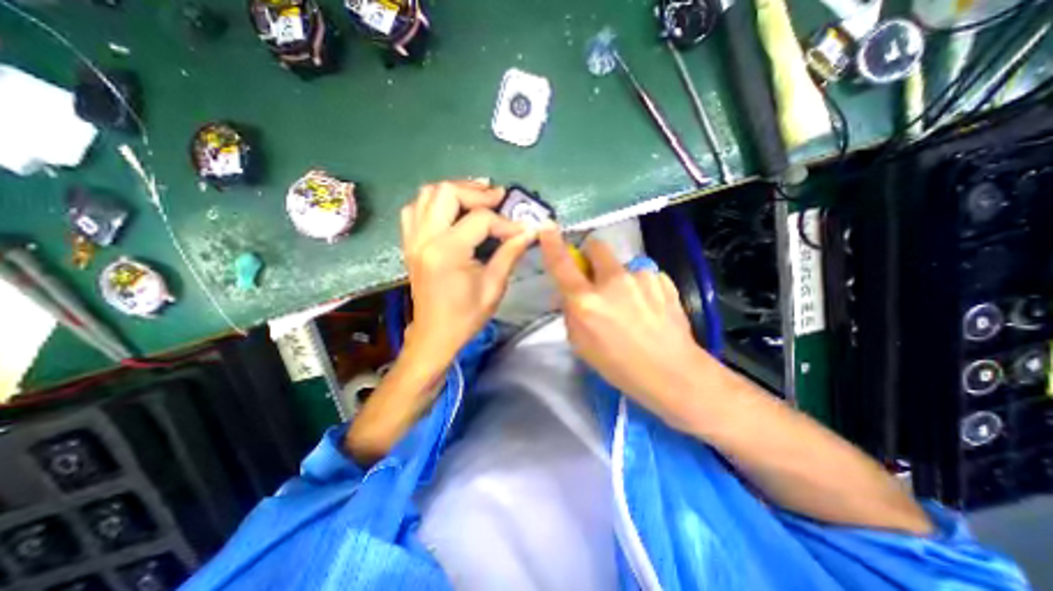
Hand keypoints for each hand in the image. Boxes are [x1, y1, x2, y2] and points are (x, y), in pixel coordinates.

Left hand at [402, 180, 537, 366]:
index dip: (505, 222)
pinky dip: (434, 203)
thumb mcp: (494, 286)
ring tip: (478, 197)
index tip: (522, 230)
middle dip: (476, 192)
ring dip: (455, 191)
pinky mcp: (409, 243)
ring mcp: (413, 239)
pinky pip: (415, 209)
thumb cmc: (466, 316)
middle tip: (498, 198)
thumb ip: (510, 253)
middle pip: (446, 193)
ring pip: (427, 195)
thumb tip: (530, 231)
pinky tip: (451, 211)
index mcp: (446, 252)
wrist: (435, 334)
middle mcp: (424, 239)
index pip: (480, 220)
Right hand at [539, 227, 718, 423]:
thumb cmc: (619, 366)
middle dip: (592, 255)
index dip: (552, 244)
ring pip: (622, 265)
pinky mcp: (662, 279)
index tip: (547, 228)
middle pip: (596, 246)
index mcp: (586, 302)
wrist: (672, 373)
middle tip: (597, 276)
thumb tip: (569, 292)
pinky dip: (640, 286)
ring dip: (620, 278)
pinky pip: (642, 275)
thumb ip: (571, 312)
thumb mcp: (581, 344)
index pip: (562, 265)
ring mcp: (641, 277)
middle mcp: (612, 282)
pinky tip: (649, 307)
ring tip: (631, 304)